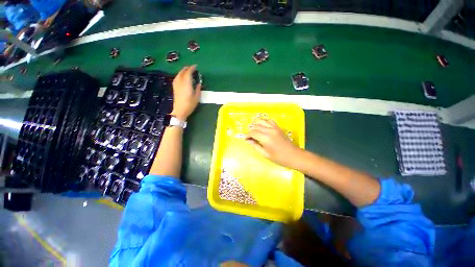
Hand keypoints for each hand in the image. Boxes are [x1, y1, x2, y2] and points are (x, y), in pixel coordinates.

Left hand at [171, 65, 201, 120]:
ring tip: (187, 70)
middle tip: (192, 67)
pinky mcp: (174, 88)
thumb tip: (199, 83)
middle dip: (187, 68)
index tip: (196, 66)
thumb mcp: (197, 98)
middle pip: (182, 72)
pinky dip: (179, 75)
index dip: (192, 68)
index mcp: (187, 84)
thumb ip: (198, 89)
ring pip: (178, 74)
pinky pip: (176, 78)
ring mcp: (176, 85)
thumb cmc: (189, 105)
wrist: (180, 111)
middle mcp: (180, 82)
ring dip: (182, 71)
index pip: (188, 73)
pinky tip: (181, 76)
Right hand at [246, 119, 300, 168]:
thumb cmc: (279, 158)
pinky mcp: (278, 127)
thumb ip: (255, 146)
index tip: (245, 139)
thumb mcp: (265, 154)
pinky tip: (263, 126)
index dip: (247, 135)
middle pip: (256, 126)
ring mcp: (274, 128)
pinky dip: (264, 122)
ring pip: (262, 121)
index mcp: (265, 138)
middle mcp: (269, 130)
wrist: (294, 156)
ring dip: (256, 124)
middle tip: (249, 136)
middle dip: (251, 130)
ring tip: (254, 130)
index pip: (252, 133)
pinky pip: (269, 121)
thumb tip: (248, 140)